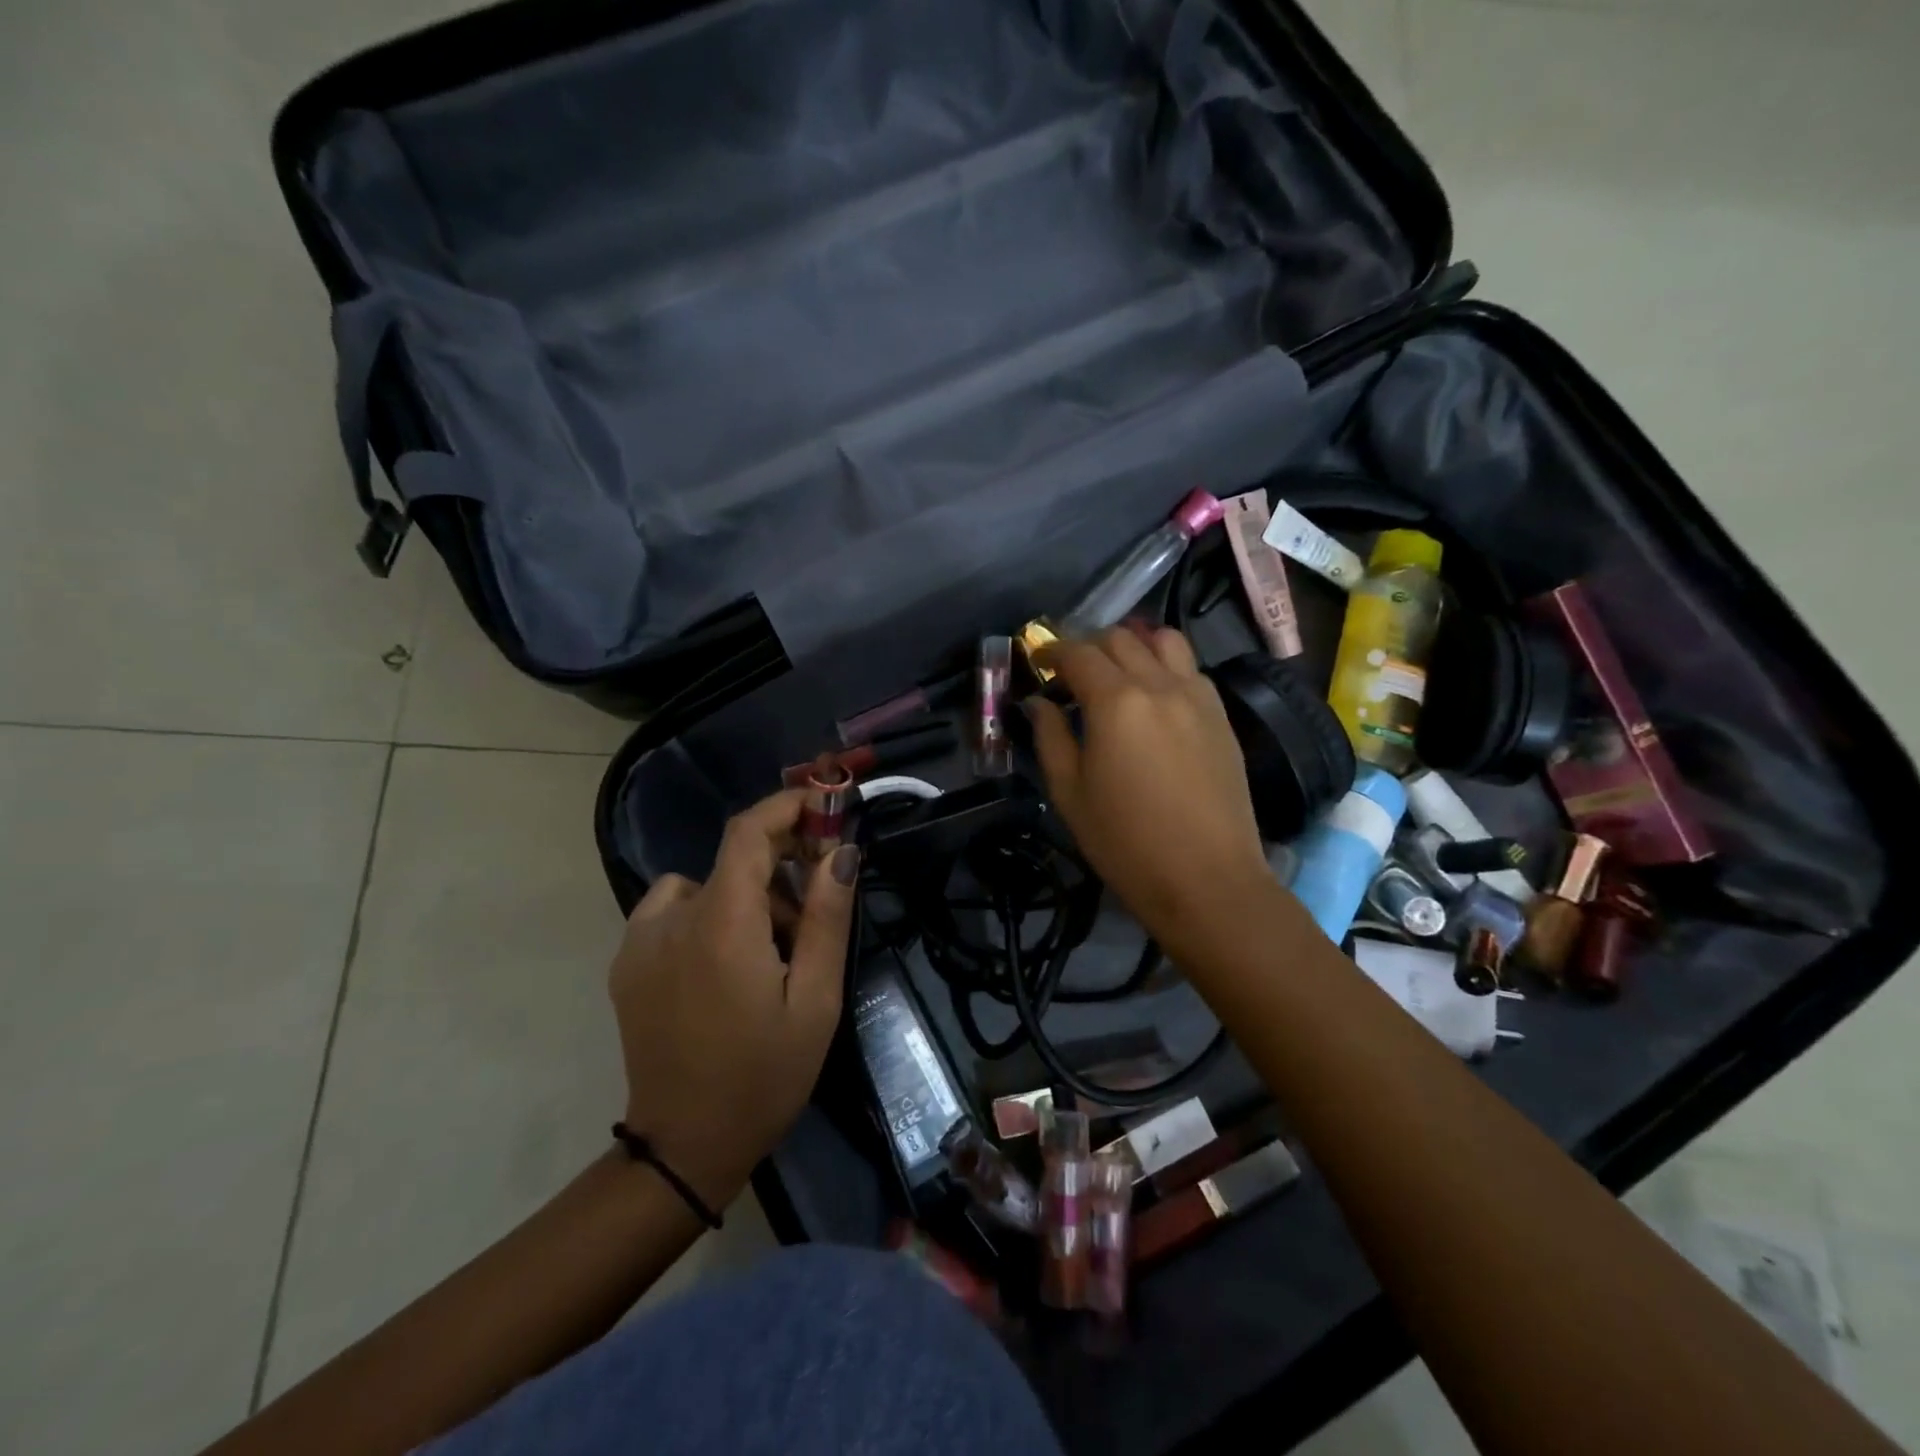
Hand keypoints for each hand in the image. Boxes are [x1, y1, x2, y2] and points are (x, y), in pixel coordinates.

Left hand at [608, 790, 859, 1210]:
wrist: (684, 1147)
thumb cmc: (764, 1074)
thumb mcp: (816, 999)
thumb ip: (828, 917)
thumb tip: (841, 850)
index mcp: (722, 924)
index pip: (748, 831)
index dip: (786, 806)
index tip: (823, 807)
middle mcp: (672, 918)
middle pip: (732, 861)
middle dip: (781, 868)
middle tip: (814, 914)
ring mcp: (640, 940)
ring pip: (705, 885)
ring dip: (745, 898)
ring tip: (771, 952)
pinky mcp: (626, 963)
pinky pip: (674, 910)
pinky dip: (707, 915)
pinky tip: (724, 965)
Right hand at [1028, 627, 1272, 951]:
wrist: (1206, 879)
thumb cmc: (1125, 842)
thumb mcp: (1069, 793)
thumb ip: (1050, 737)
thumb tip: (1039, 703)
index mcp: (1116, 702)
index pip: (1078, 653)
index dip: (1052, 651)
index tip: (1038, 663)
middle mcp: (1159, 685)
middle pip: (1120, 638)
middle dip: (1088, 646)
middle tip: (1071, 674)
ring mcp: (1197, 696)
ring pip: (1163, 640)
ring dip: (1133, 645)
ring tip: (1117, 673)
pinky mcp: (1221, 715)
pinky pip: (1189, 668)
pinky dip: (1164, 665)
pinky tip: (1154, 697)